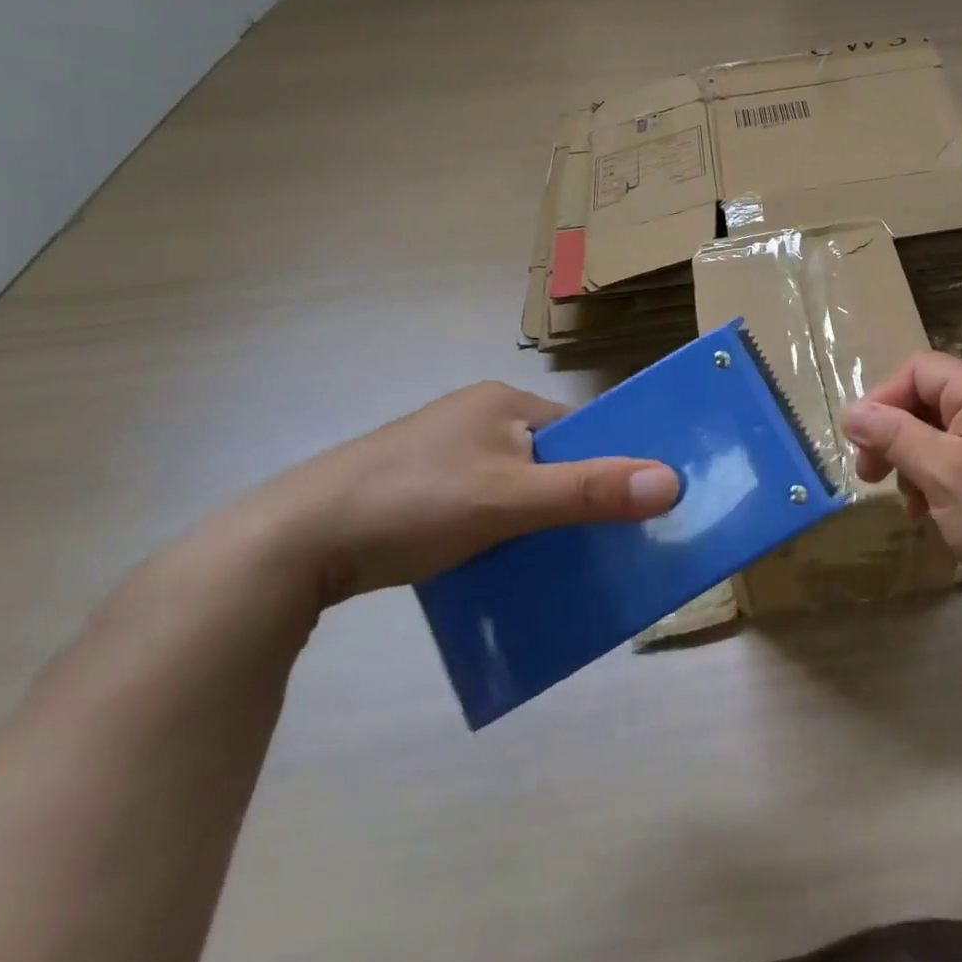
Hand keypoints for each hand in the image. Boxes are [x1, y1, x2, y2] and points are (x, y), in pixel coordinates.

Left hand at [252, 381, 678, 606]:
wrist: (290, 544)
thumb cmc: (413, 502)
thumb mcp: (510, 499)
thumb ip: (589, 491)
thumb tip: (671, 481)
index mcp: (501, 401)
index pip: (576, 427)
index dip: (606, 462)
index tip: (629, 506)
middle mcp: (474, 416)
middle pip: (547, 455)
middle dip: (570, 494)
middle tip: (594, 539)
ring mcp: (440, 450)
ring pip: (512, 482)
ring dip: (533, 515)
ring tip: (549, 556)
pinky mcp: (412, 486)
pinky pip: (478, 501)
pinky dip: (496, 527)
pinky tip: (495, 561)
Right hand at [842, 354, 961, 626]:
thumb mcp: (940, 474)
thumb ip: (894, 435)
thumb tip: (851, 411)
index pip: (920, 370)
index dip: (884, 399)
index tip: (861, 443)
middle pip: (928, 398)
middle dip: (894, 434)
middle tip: (869, 475)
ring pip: (939, 430)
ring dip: (912, 460)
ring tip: (906, 502)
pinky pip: (959, 453)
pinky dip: (936, 475)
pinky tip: (927, 510)